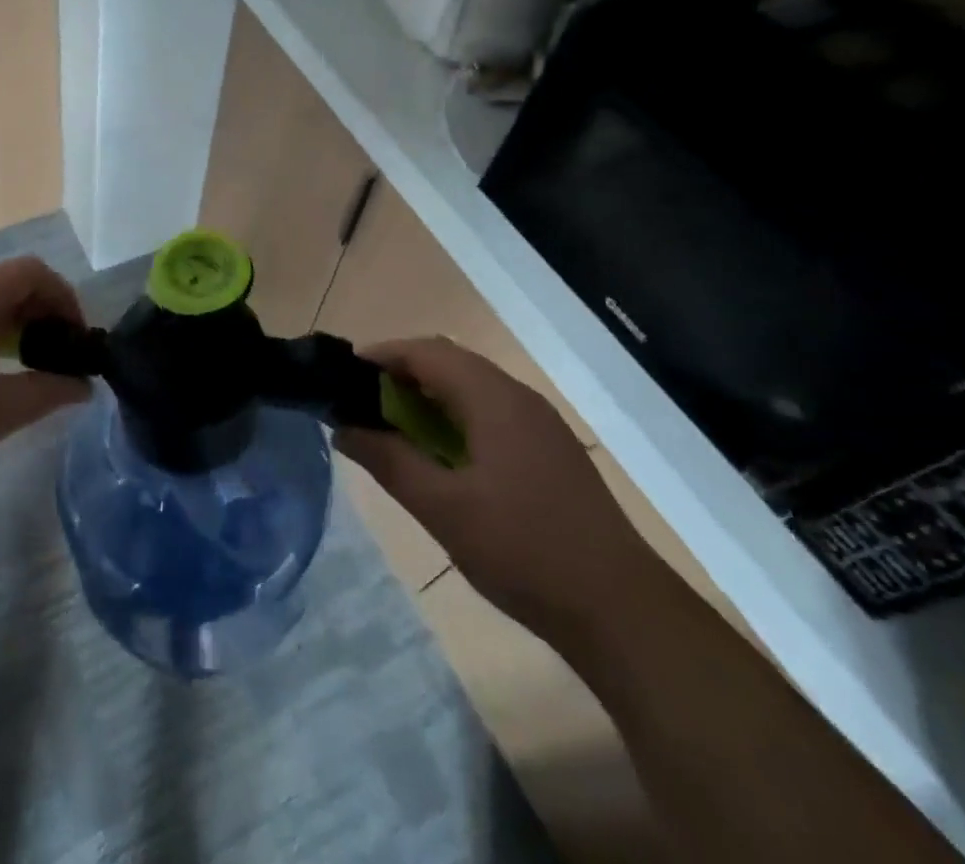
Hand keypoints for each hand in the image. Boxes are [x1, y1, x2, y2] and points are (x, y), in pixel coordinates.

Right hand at [334, 336, 660, 636]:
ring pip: (472, 388)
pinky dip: (455, 418)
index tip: (344, 376)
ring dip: (429, 397)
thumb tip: (343, 429)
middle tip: (363, 403)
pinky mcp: (550, 451)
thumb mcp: (442, 508)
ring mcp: (540, 425)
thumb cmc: (523, 551)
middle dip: (402, 375)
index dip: (382, 356)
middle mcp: (519, 398)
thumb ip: (389, 461)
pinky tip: (442, 456)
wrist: (621, 612)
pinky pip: (491, 413)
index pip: (427, 352)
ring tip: (393, 428)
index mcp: (494, 398)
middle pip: (450, 363)